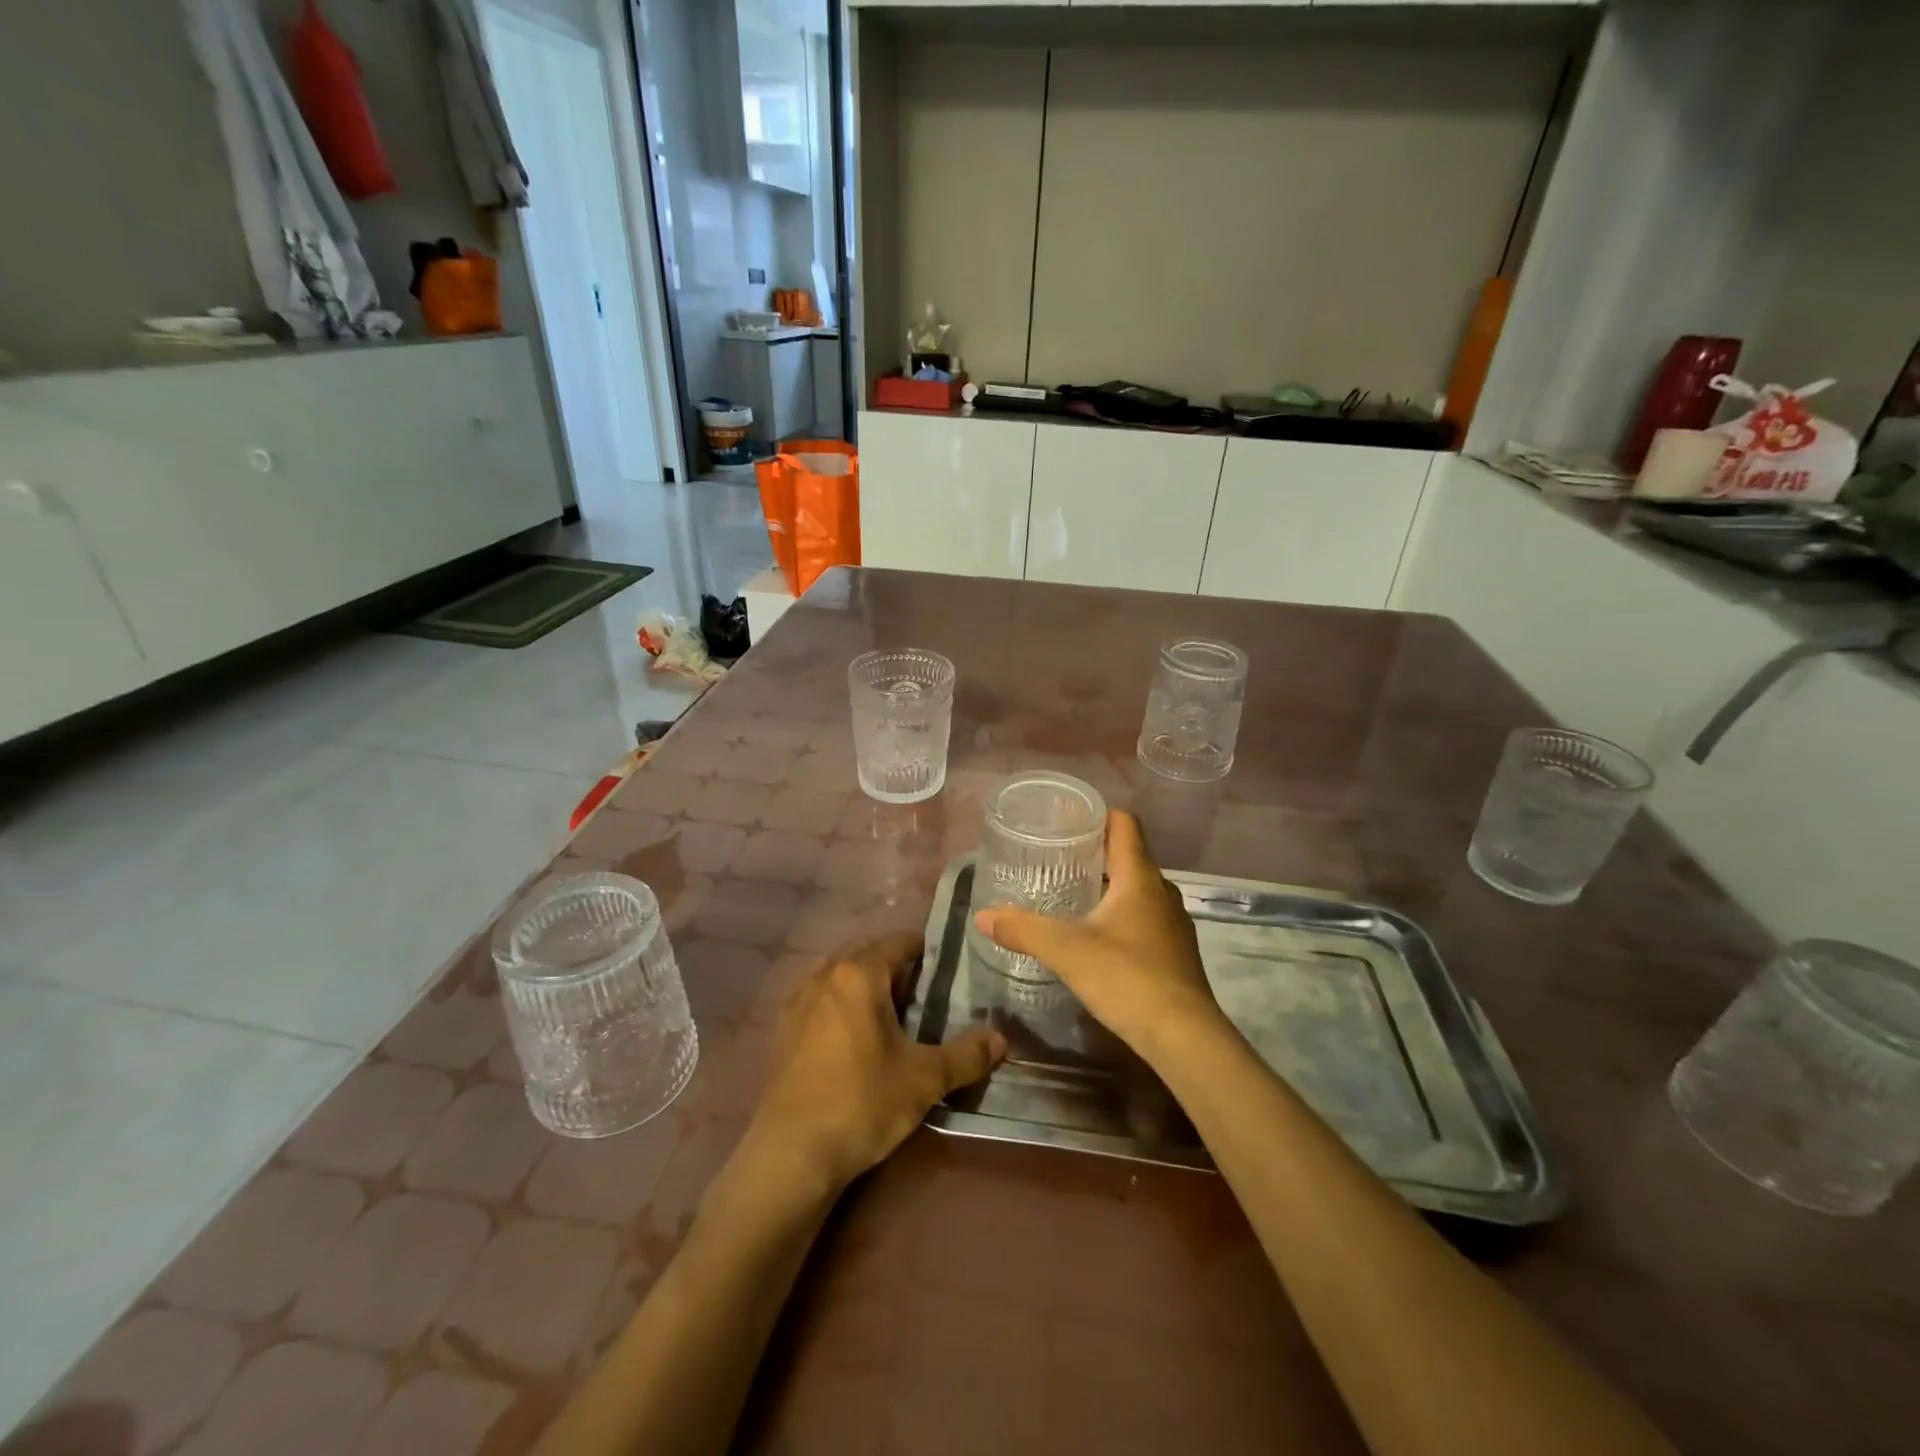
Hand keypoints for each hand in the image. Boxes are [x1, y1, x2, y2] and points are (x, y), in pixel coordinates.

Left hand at [748, 932, 1005, 1189]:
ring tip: (892, 1016)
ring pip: (840, 976)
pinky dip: (841, 1006)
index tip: (947, 968)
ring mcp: (798, 1002)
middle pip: (867, 955)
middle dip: (895, 968)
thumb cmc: (862, 1102)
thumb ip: (966, 1056)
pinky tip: (855, 1038)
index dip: (925, 950)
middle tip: (924, 995)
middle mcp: (825, 975)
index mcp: (859, 974)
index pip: (898, 943)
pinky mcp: (783, 1031)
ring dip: (866, 986)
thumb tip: (1001, 1040)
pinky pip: (820, 1000)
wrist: (791, 1153)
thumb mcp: (924, 1079)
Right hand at [974, 811, 1230, 1062]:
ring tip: (1070, 893)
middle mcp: (1161, 892)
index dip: (1097, 814)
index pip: (1124, 824)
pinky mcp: (1174, 952)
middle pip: (1128, 856)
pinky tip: (1095, 935)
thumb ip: (1024, 929)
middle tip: (1055, 856)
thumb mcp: (1067, 951)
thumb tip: (982, 916)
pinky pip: (1143, 917)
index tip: (1066, 818)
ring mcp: (1172, 923)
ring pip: (1136, 889)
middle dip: (1094, 852)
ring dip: (1107, 885)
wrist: (1184, 1038)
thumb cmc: (1127, 978)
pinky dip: (1119, 914)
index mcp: (1139, 877)